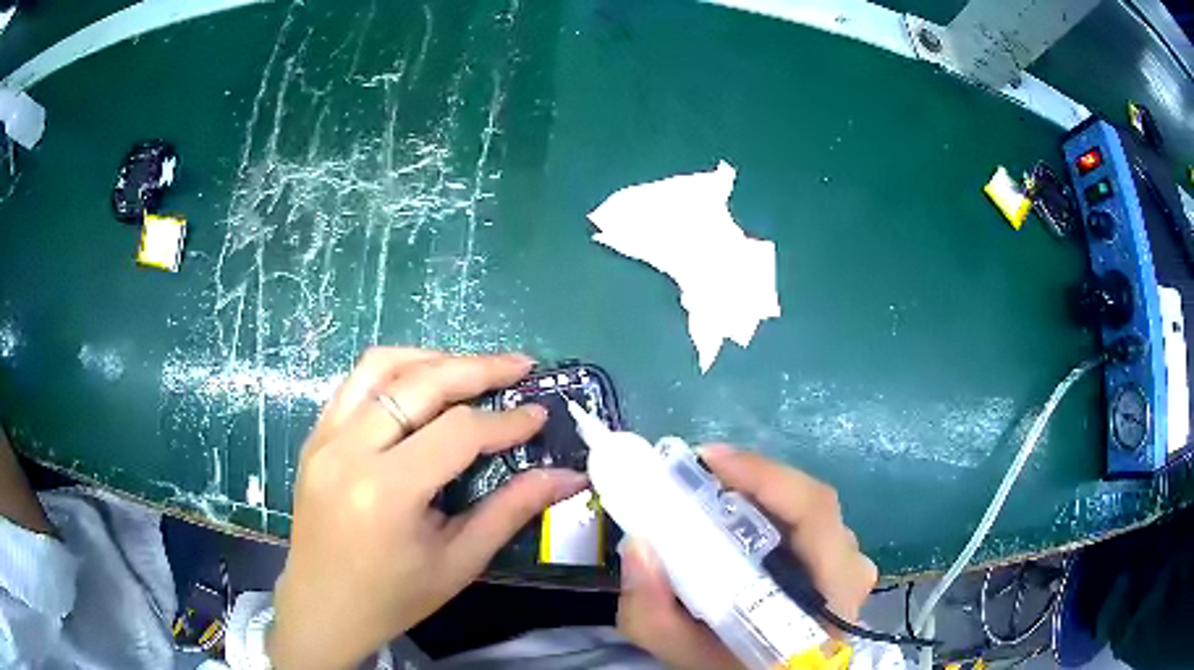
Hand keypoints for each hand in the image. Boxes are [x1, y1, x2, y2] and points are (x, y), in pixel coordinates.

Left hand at [267, 348, 586, 669]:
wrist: (323, 608)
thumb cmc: (394, 597)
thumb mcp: (459, 562)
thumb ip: (511, 511)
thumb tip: (566, 477)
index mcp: (387, 492)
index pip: (457, 432)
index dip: (506, 421)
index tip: (539, 415)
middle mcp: (349, 450)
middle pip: (421, 383)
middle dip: (478, 368)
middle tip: (520, 367)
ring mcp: (324, 438)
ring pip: (382, 366)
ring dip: (433, 359)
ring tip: (472, 368)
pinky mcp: (314, 437)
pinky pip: (356, 383)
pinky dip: (395, 372)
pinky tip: (422, 386)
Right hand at [616, 446, 877, 668]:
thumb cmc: (736, 668)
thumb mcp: (687, 654)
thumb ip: (654, 615)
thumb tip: (639, 546)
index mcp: (832, 592)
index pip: (813, 511)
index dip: (763, 476)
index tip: (706, 460)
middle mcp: (851, 568)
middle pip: (808, 502)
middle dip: (748, 482)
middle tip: (692, 479)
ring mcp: (850, 562)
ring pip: (805, 508)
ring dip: (756, 495)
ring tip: (706, 498)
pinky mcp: (840, 559)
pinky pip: (805, 520)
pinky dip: (767, 510)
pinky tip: (732, 520)